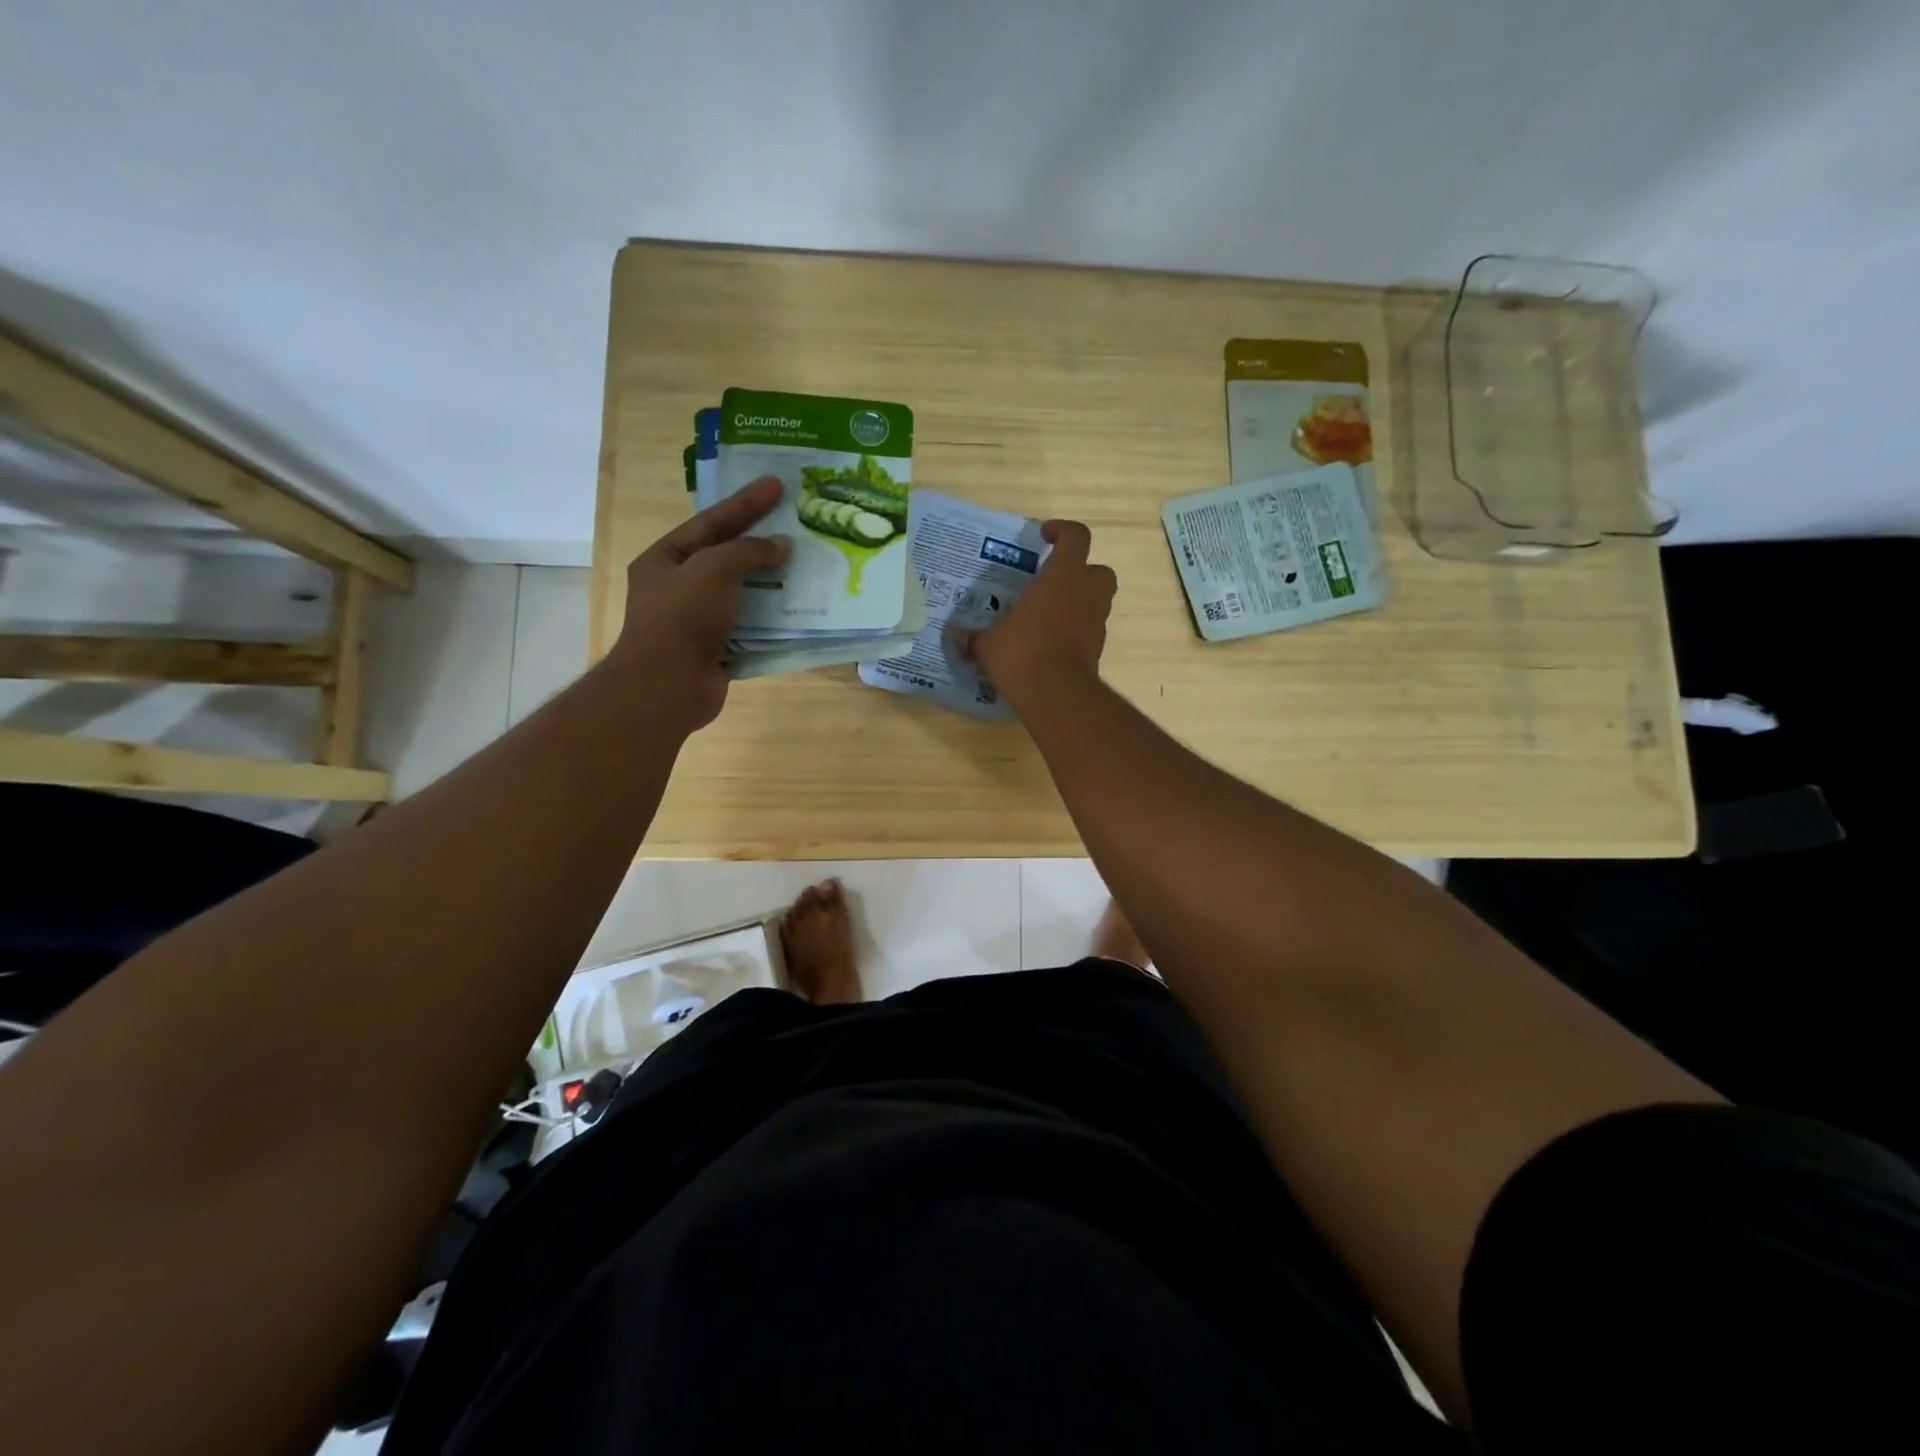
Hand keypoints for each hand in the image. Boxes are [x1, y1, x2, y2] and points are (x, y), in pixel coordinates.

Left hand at [609, 476, 789, 730]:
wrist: (669, 687)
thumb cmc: (682, 619)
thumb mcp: (712, 570)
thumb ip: (747, 552)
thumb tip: (781, 546)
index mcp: (666, 560)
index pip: (711, 522)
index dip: (745, 503)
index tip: (777, 485)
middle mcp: (680, 586)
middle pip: (727, 555)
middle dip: (761, 540)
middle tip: (796, 522)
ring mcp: (700, 619)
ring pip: (743, 591)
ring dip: (773, 580)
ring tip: (806, 564)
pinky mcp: (719, 647)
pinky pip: (752, 624)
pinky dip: (774, 616)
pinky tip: (800, 607)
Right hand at [956, 519, 1115, 706]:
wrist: (1056, 694)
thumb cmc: (1022, 653)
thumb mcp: (988, 644)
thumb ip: (974, 637)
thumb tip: (956, 637)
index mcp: (1062, 577)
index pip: (1075, 537)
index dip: (1062, 530)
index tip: (1045, 535)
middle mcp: (1086, 594)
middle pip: (1098, 570)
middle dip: (1081, 572)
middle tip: (1054, 582)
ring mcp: (1096, 623)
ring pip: (1097, 601)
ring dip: (1078, 603)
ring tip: (1048, 615)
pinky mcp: (1097, 650)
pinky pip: (1089, 630)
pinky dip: (1075, 631)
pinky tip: (1049, 643)